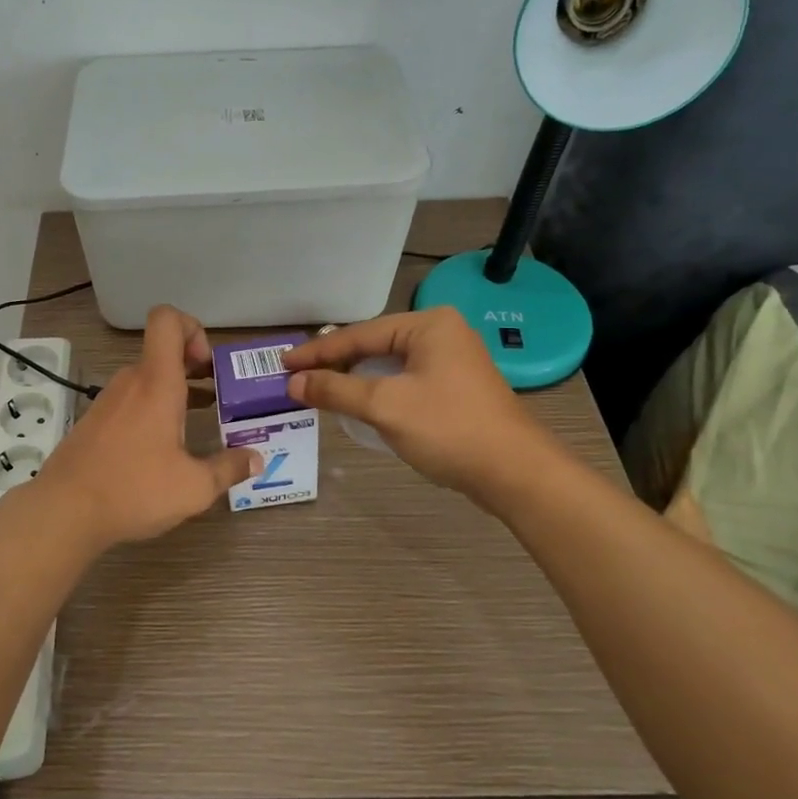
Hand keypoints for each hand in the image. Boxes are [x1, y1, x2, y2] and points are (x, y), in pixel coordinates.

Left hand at [34, 305, 260, 547]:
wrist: (63, 511)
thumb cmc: (133, 490)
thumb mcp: (193, 487)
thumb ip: (228, 469)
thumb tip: (256, 458)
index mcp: (157, 383)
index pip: (166, 320)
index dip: (192, 327)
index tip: (207, 366)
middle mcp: (131, 382)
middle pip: (162, 351)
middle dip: (194, 366)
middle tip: (218, 396)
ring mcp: (109, 400)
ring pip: (148, 378)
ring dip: (175, 391)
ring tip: (199, 422)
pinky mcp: (96, 421)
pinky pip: (132, 400)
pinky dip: (153, 410)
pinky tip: (164, 447)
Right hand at [283, 307, 551, 498]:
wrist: (515, 473)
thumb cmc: (448, 429)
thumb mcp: (385, 406)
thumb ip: (336, 389)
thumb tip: (294, 383)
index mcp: (428, 325)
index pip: (359, 334)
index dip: (318, 352)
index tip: (283, 364)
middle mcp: (441, 334)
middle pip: (373, 346)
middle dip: (335, 363)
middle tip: (297, 376)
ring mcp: (451, 361)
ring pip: (388, 365)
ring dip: (354, 378)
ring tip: (318, 388)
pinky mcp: (454, 388)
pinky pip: (403, 381)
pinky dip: (376, 390)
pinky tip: (357, 403)